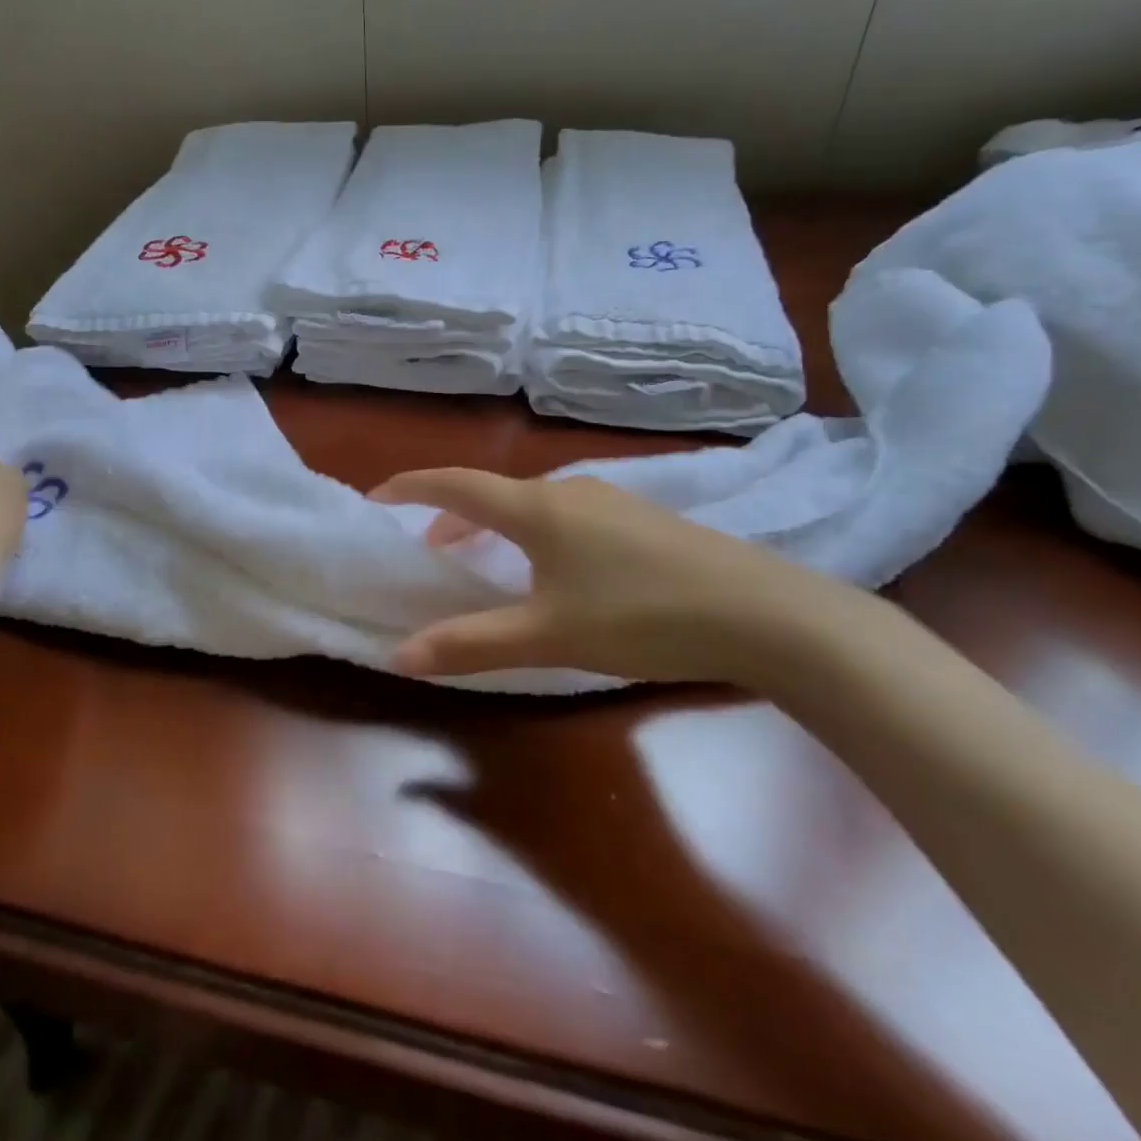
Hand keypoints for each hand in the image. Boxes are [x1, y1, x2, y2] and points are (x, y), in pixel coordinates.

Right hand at [370, 468, 883, 687]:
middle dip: (451, 516)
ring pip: (531, 505)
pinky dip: (532, 533)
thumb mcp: (549, 636)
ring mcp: (610, 501)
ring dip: (494, 526)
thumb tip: (401, 655)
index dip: (411, 487)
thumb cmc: (642, 616)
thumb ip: (472, 643)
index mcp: (536, 508)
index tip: (376, 496)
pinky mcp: (641, 520)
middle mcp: (568, 491)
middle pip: (492, 493)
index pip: (456, 485)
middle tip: (427, 547)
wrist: (765, 613)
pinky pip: (564, 516)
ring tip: (482, 559)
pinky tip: (553, 570)